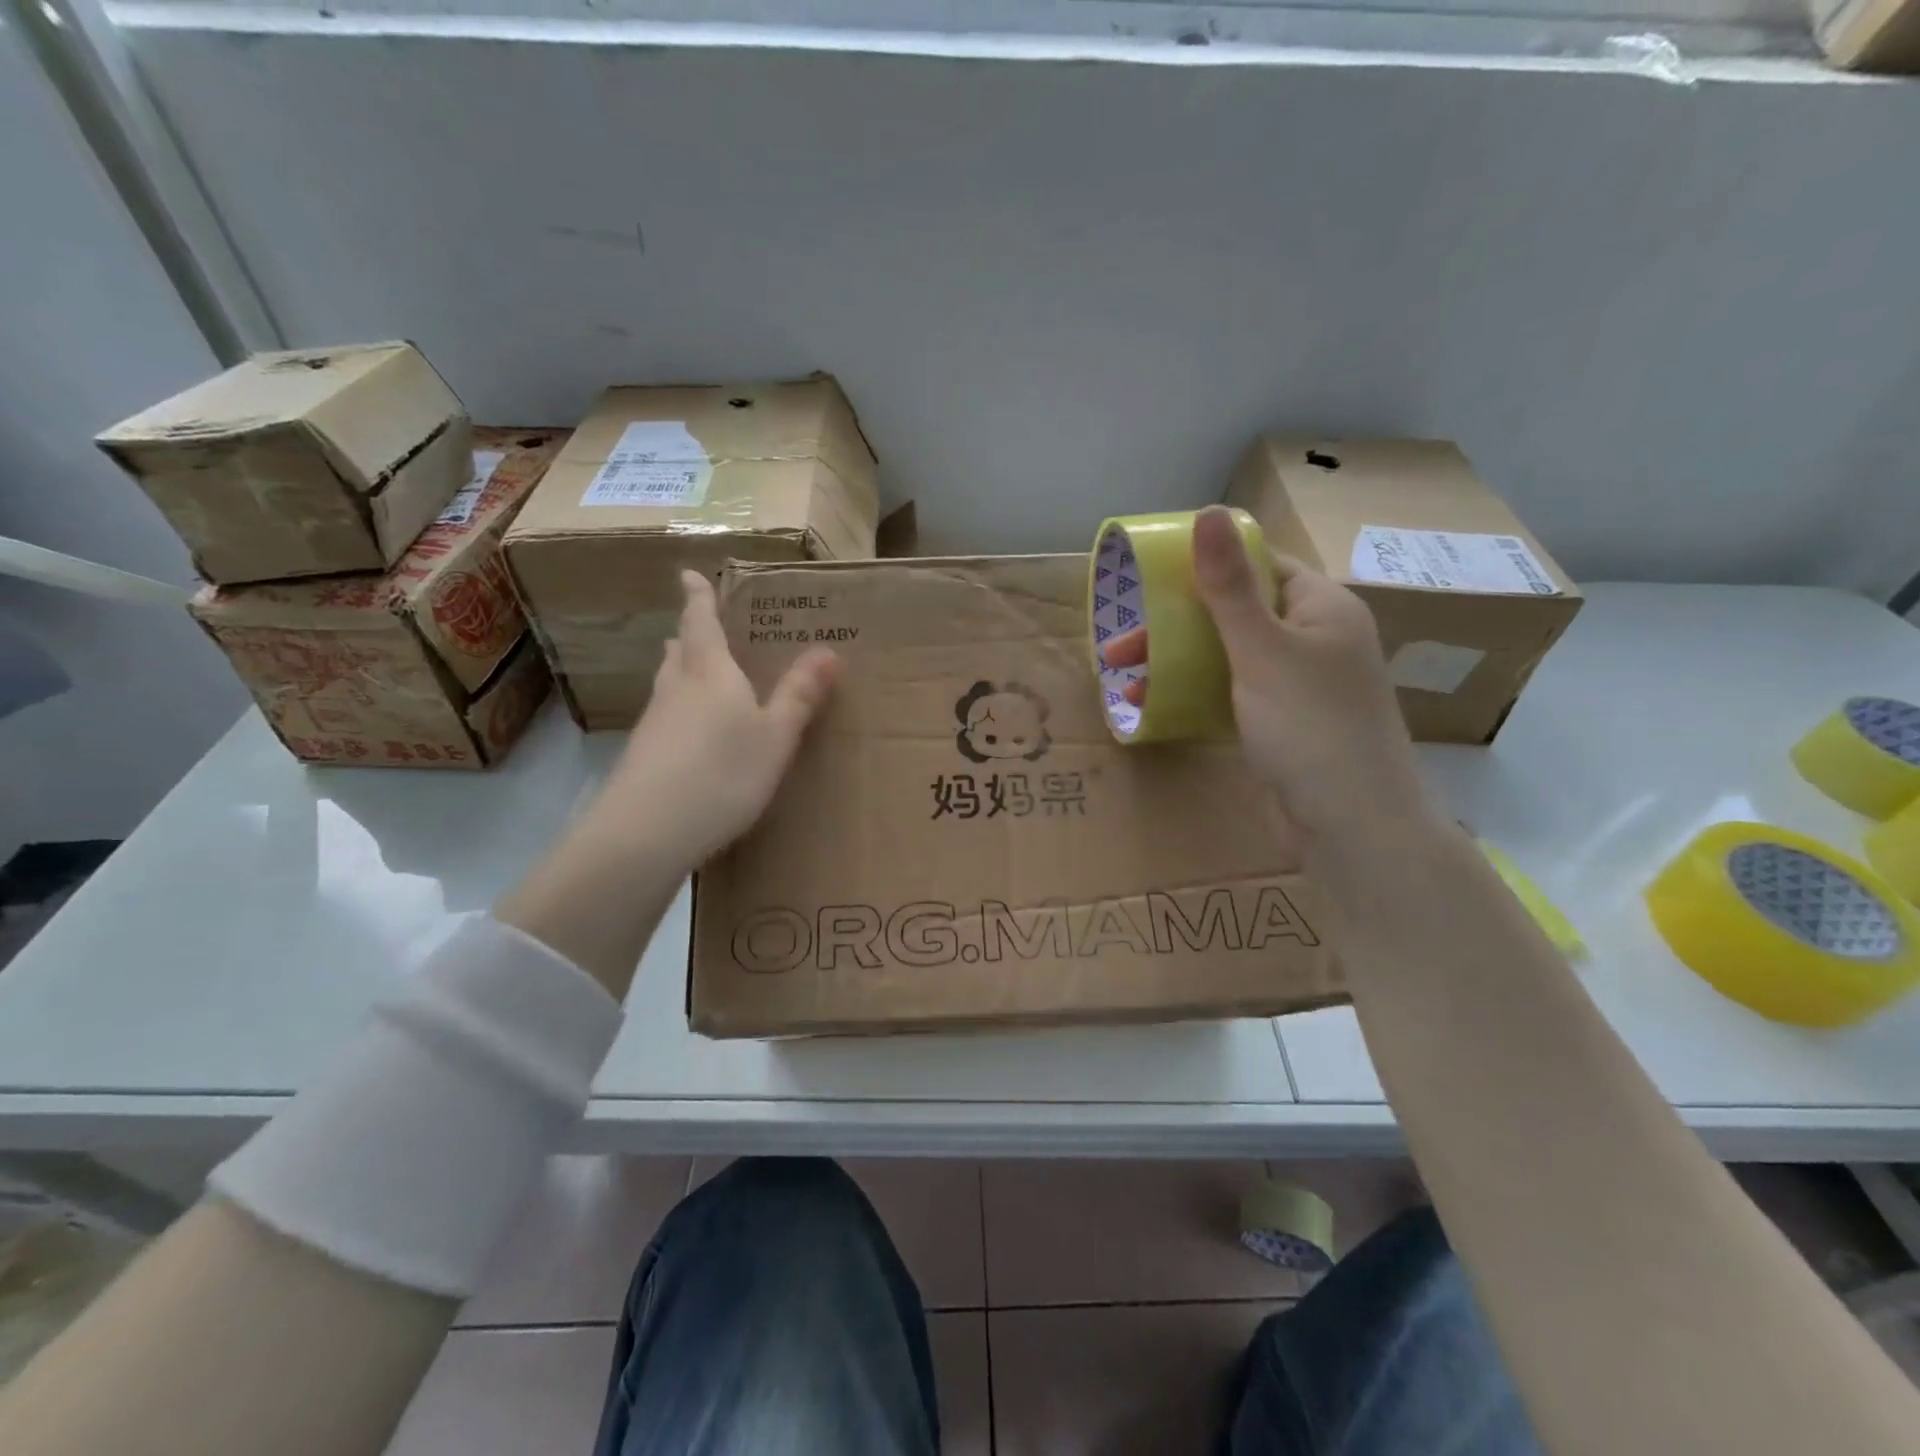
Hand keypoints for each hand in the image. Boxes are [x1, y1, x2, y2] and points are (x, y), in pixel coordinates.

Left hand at [593, 570, 841, 869]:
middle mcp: (676, 689)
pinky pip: (665, 717)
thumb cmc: (722, 773)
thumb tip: (829, 650)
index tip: (689, 574)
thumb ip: (800, 695)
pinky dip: (680, 710)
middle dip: (691, 636)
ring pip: (669, 684)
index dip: (699, 597)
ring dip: (682, 671)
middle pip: (680, 652)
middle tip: (703, 628)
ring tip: (699, 673)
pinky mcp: (643, 756)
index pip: (701, 623)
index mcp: (710, 673)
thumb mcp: (775, 737)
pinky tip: (693, 735)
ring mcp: (654, 723)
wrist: (645, 832)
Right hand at [1101, 505, 1434, 859]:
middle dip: (1174, 625)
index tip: (1149, 578)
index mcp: (1321, 607)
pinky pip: (1229, 694)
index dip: (1206, 564)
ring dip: (1176, 662)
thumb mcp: (1262, 649)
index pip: (1259, 564)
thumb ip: (1229, 586)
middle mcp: (1312, 639)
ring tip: (1124, 678)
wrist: (1350, 824)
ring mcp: (1296, 685)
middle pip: (1234, 613)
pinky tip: (1153, 705)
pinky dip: (1194, 694)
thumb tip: (1206, 512)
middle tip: (1120, 646)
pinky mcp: (1280, 723)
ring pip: (1226, 656)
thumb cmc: (1309, 726)